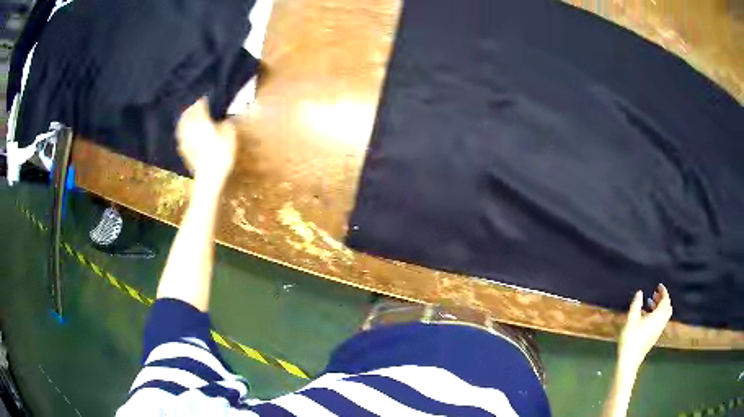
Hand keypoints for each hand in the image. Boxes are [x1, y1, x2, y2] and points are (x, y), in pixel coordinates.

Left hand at [176, 98, 237, 186]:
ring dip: (185, 120)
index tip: (205, 97)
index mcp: (202, 121)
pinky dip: (183, 133)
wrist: (209, 178)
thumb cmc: (221, 155)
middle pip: (188, 114)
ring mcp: (185, 140)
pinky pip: (181, 137)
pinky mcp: (183, 151)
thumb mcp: (230, 137)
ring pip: (182, 125)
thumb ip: (226, 125)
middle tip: (195, 105)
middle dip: (191, 109)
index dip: (202, 101)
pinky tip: (186, 134)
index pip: (199, 106)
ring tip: (188, 118)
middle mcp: (191, 128)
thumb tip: (224, 121)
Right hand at [617, 284, 672, 370]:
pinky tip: (646, 316)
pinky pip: (660, 321)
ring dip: (659, 307)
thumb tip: (640, 292)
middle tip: (655, 293)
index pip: (665, 300)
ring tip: (650, 303)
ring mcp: (658, 331)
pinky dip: (657, 314)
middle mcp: (661, 322)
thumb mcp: (631, 319)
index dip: (663, 291)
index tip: (659, 286)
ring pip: (664, 315)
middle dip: (663, 299)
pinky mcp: (654, 337)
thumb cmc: (631, 338)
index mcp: (658, 316)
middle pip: (667, 307)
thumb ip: (636, 304)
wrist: (630, 360)